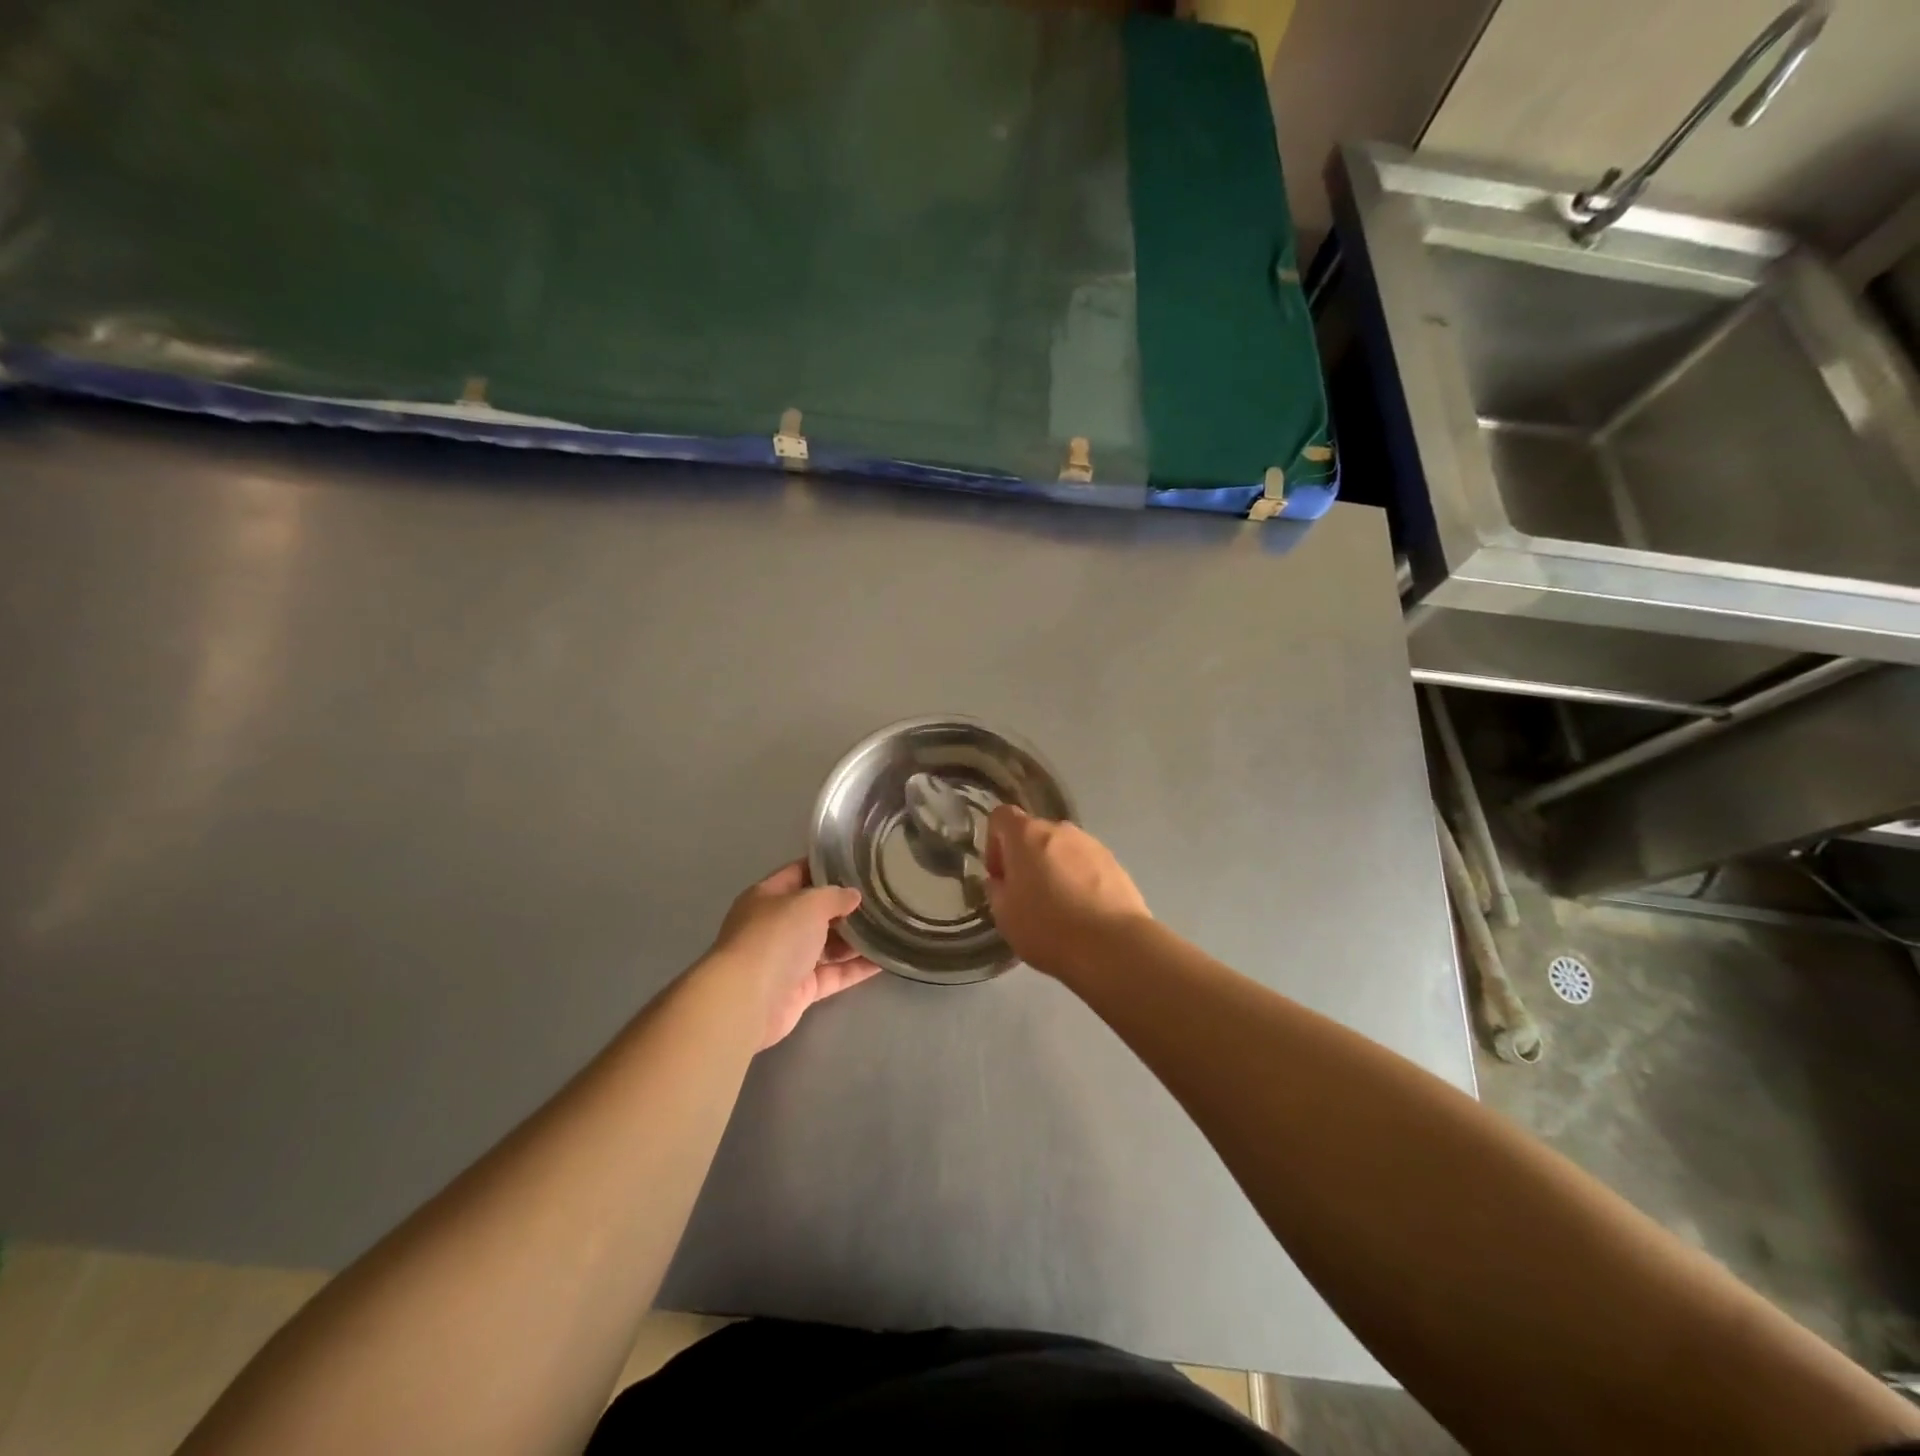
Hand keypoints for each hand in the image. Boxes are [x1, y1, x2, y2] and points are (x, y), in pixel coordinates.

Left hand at [708, 861, 879, 1047]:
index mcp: (767, 897)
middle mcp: (775, 926)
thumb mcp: (809, 902)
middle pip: (815, 912)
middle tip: (882, 897)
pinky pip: (833, 974)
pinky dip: (856, 968)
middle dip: (845, 906)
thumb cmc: (775, 937)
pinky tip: (884, 960)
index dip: (827, 867)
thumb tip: (853, 896)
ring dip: (855, 939)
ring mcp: (787, 960)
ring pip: (827, 945)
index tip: (859, 864)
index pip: (799, 873)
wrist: (748, 1000)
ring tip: (890, 926)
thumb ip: (835, 896)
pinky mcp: (801, 990)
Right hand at [984, 807, 1149, 979]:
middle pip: (1034, 834)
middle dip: (1026, 859)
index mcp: (1027, 834)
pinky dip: (1079, 880)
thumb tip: (1002, 880)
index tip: (1000, 876)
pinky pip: (1087, 865)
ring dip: (1054, 869)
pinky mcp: (1115, 863)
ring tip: (1058, 907)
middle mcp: (1060, 829)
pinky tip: (1083, 912)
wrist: (1113, 946)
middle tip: (1026, 896)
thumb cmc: (1048, 927)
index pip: (1001, 816)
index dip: (993, 843)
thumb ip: (996, 888)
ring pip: (1062, 850)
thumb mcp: (1004, 915)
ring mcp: (1092, 844)